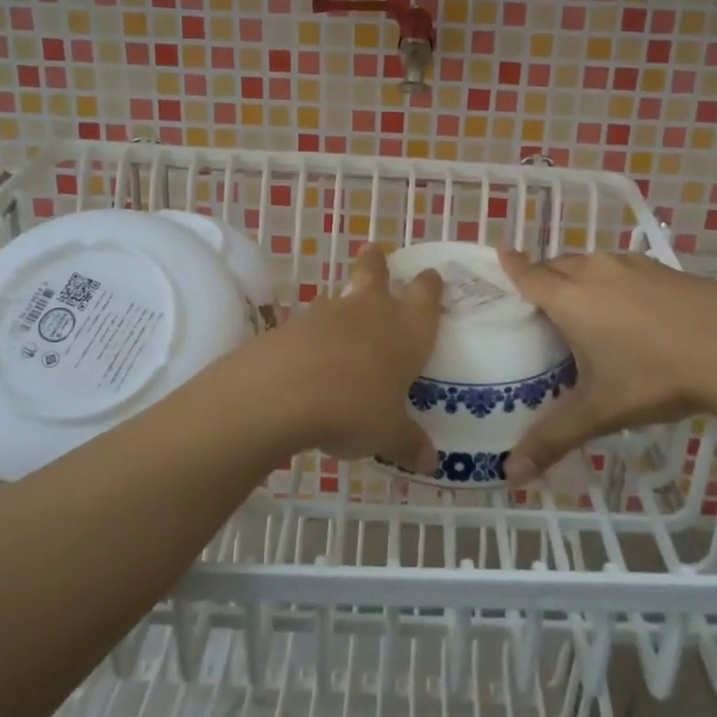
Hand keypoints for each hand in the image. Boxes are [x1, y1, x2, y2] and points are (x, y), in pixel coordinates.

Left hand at [230, 244, 442, 473]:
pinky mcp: (294, 324)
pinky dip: (315, 332)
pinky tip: (313, 354)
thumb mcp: (388, 433)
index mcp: (407, 329)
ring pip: (341, 295)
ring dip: (344, 301)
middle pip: (376, 272)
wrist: (285, 391)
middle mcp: (372, 310)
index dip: (430, 285)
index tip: (431, 277)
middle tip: (375, 254)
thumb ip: (409, 443)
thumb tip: (430, 462)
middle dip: (377, 264)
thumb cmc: (356, 407)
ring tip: (344, 317)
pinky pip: (312, 322)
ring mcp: (329, 313)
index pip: (426, 294)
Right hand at [495, 250, 716, 484]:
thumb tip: (511, 475)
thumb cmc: (655, 377)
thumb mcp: (600, 412)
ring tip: (582, 302)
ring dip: (581, 274)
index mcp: (570, 299)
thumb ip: (553, 438)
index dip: (512, 266)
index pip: (529, 275)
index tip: (500, 254)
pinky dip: (616, 280)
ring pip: (593, 262)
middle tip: (538, 298)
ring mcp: (634, 266)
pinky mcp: (666, 269)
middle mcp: (596, 272)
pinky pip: (626, 268)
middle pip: (558, 264)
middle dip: (544, 274)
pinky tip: (633, 307)